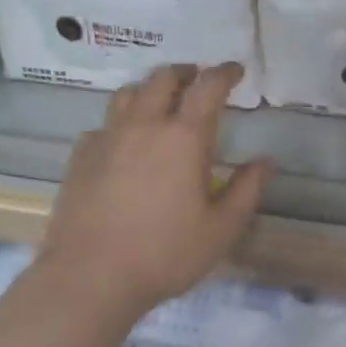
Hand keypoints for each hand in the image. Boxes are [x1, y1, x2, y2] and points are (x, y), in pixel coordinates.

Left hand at [39, 63, 272, 315]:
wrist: (91, 275)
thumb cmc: (165, 253)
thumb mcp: (221, 229)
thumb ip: (246, 190)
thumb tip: (265, 161)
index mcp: (184, 138)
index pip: (207, 88)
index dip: (224, 73)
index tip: (235, 70)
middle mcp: (143, 126)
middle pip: (162, 80)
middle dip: (184, 73)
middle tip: (197, 79)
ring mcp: (106, 139)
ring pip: (127, 94)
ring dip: (149, 88)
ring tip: (160, 100)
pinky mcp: (80, 157)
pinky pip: (102, 125)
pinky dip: (119, 121)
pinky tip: (123, 141)